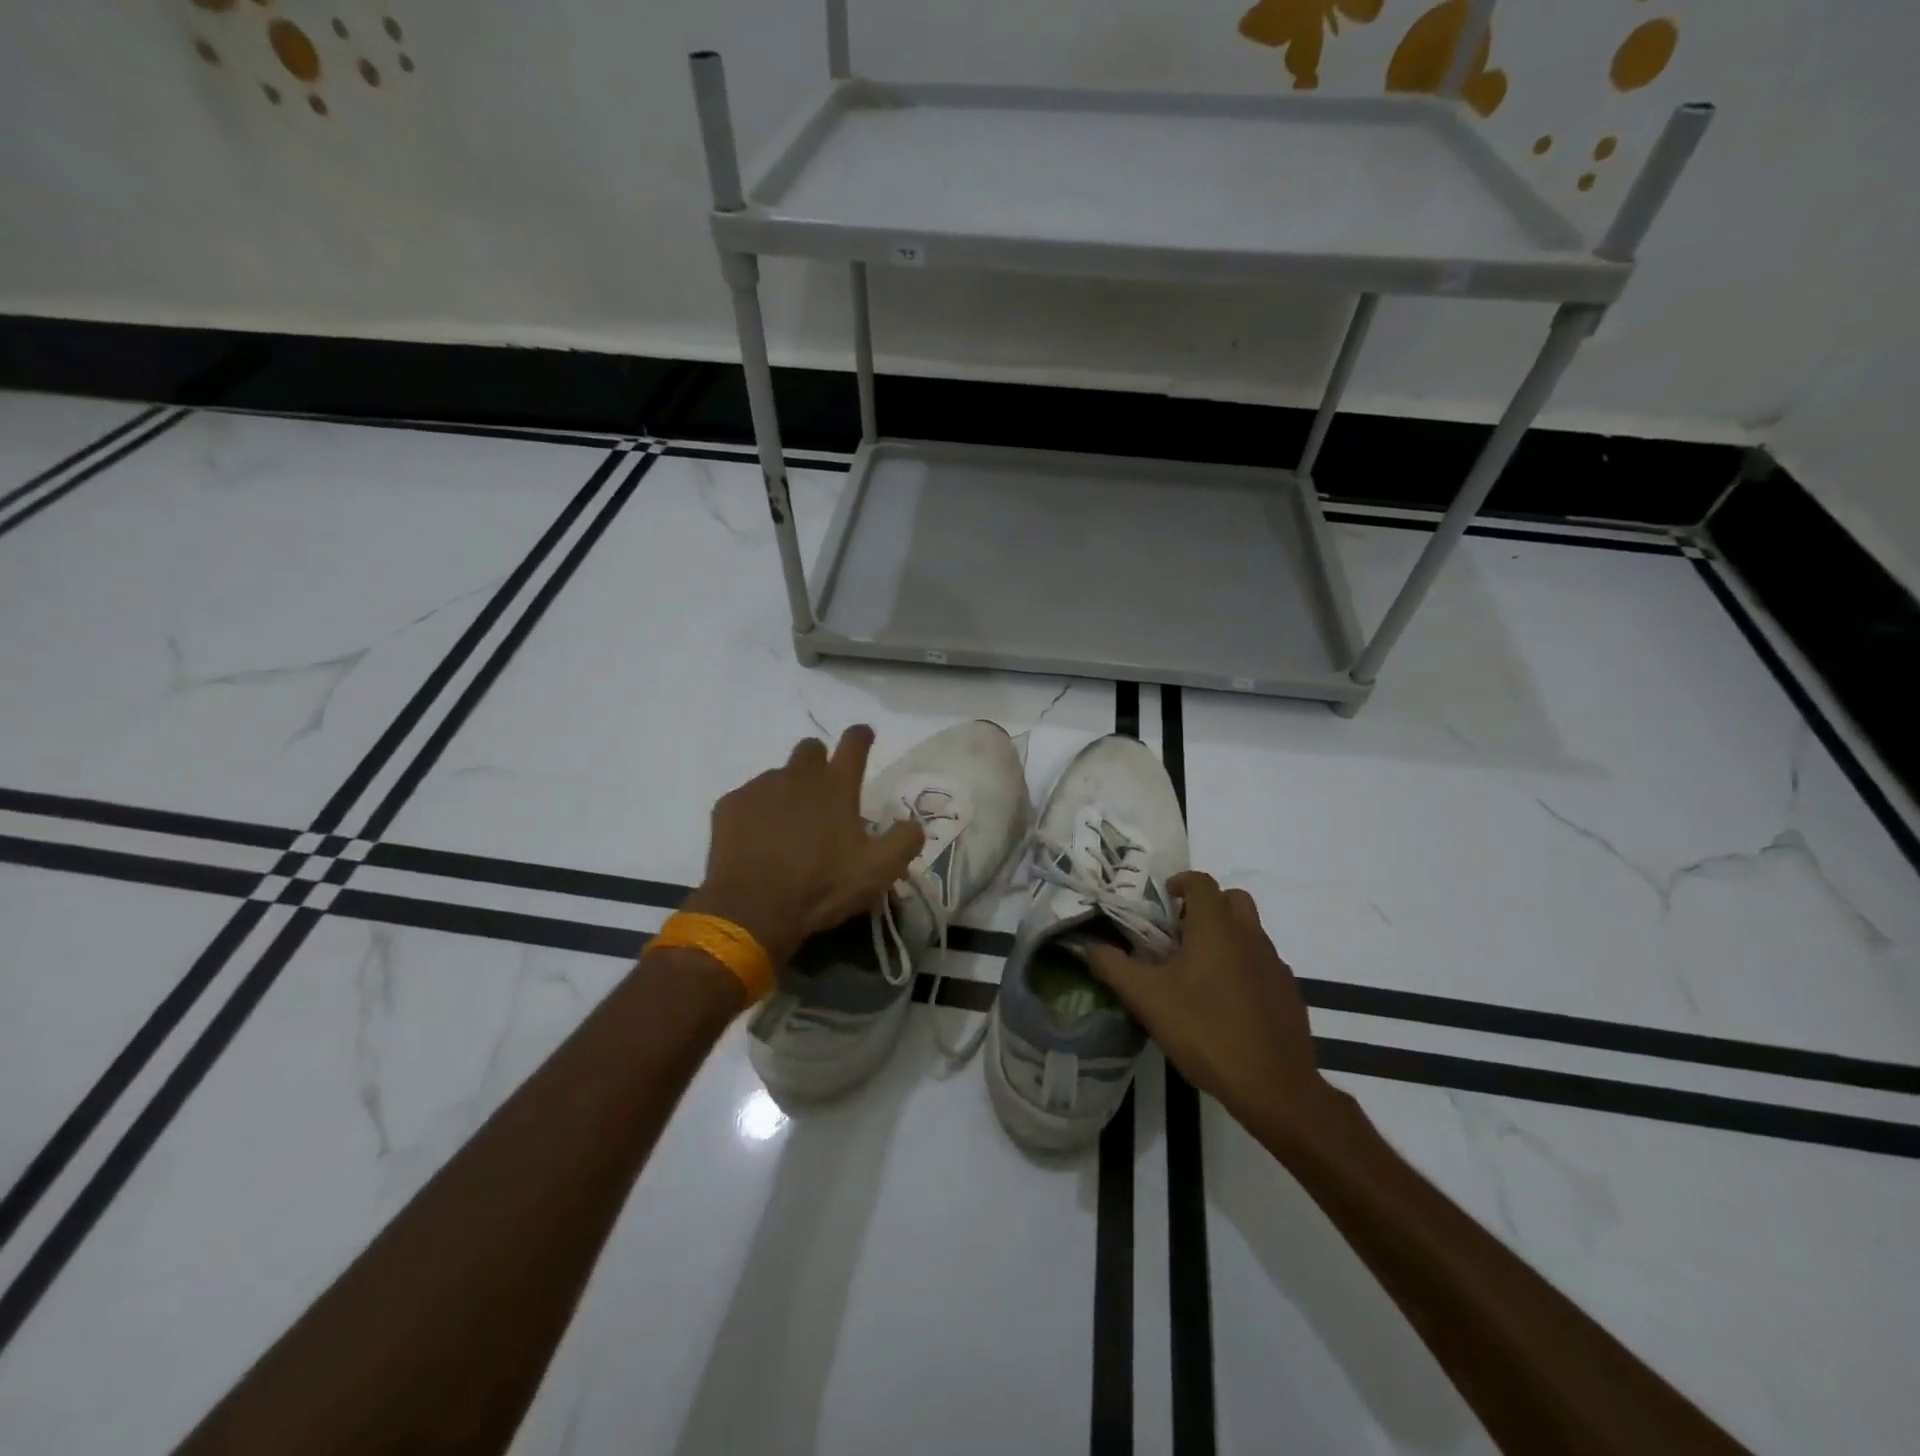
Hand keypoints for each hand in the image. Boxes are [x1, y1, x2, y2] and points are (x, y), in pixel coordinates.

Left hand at [684, 726, 923, 968]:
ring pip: (778, 776)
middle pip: (810, 748)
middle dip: (819, 760)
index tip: (863, 734)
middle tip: (823, 793)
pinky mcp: (729, 805)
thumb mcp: (878, 871)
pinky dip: (757, 813)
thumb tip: (913, 824)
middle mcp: (798, 776)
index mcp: (836, 786)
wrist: (751, 909)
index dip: (861, 736)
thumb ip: (904, 841)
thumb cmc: (820, 887)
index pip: (854, 744)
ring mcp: (760, 788)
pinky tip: (758, 840)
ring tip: (788, 828)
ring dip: (788, 792)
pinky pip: (748, 799)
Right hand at [1085, 872, 1332, 1137]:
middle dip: (1206, 907)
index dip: (1180, 883)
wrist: (1274, 1087)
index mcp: (1216, 928)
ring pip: (1249, 932)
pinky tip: (1226, 1004)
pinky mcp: (1289, 993)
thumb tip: (1090, 947)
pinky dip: (1243, 967)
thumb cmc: (1205, 1031)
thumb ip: (1113, 967)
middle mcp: (1250, 936)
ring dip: (1225, 937)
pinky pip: (1262, 964)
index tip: (1163, 902)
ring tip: (1198, 973)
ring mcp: (1274, 965)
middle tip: (1180, 934)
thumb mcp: (1147, 999)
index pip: (1201, 882)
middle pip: (1232, 899)